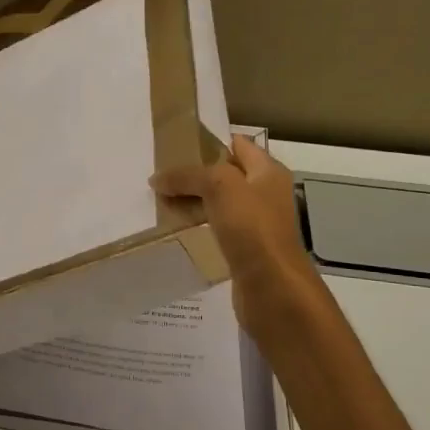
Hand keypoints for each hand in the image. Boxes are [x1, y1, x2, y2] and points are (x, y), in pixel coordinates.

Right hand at [151, 135, 320, 328]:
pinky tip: (177, 228)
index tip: (176, 144)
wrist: (272, 287)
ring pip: (219, 203)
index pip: (239, 145)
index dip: (210, 142)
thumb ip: (189, 176)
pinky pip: (217, 228)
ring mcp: (256, 224)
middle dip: (196, 174)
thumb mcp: (220, 186)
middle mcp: (265, 194)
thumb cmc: (252, 228)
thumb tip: (158, 179)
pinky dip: (198, 225)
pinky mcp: (245, 249)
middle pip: (226, 175)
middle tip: (162, 174)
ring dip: (194, 201)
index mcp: (268, 172)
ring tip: (162, 200)